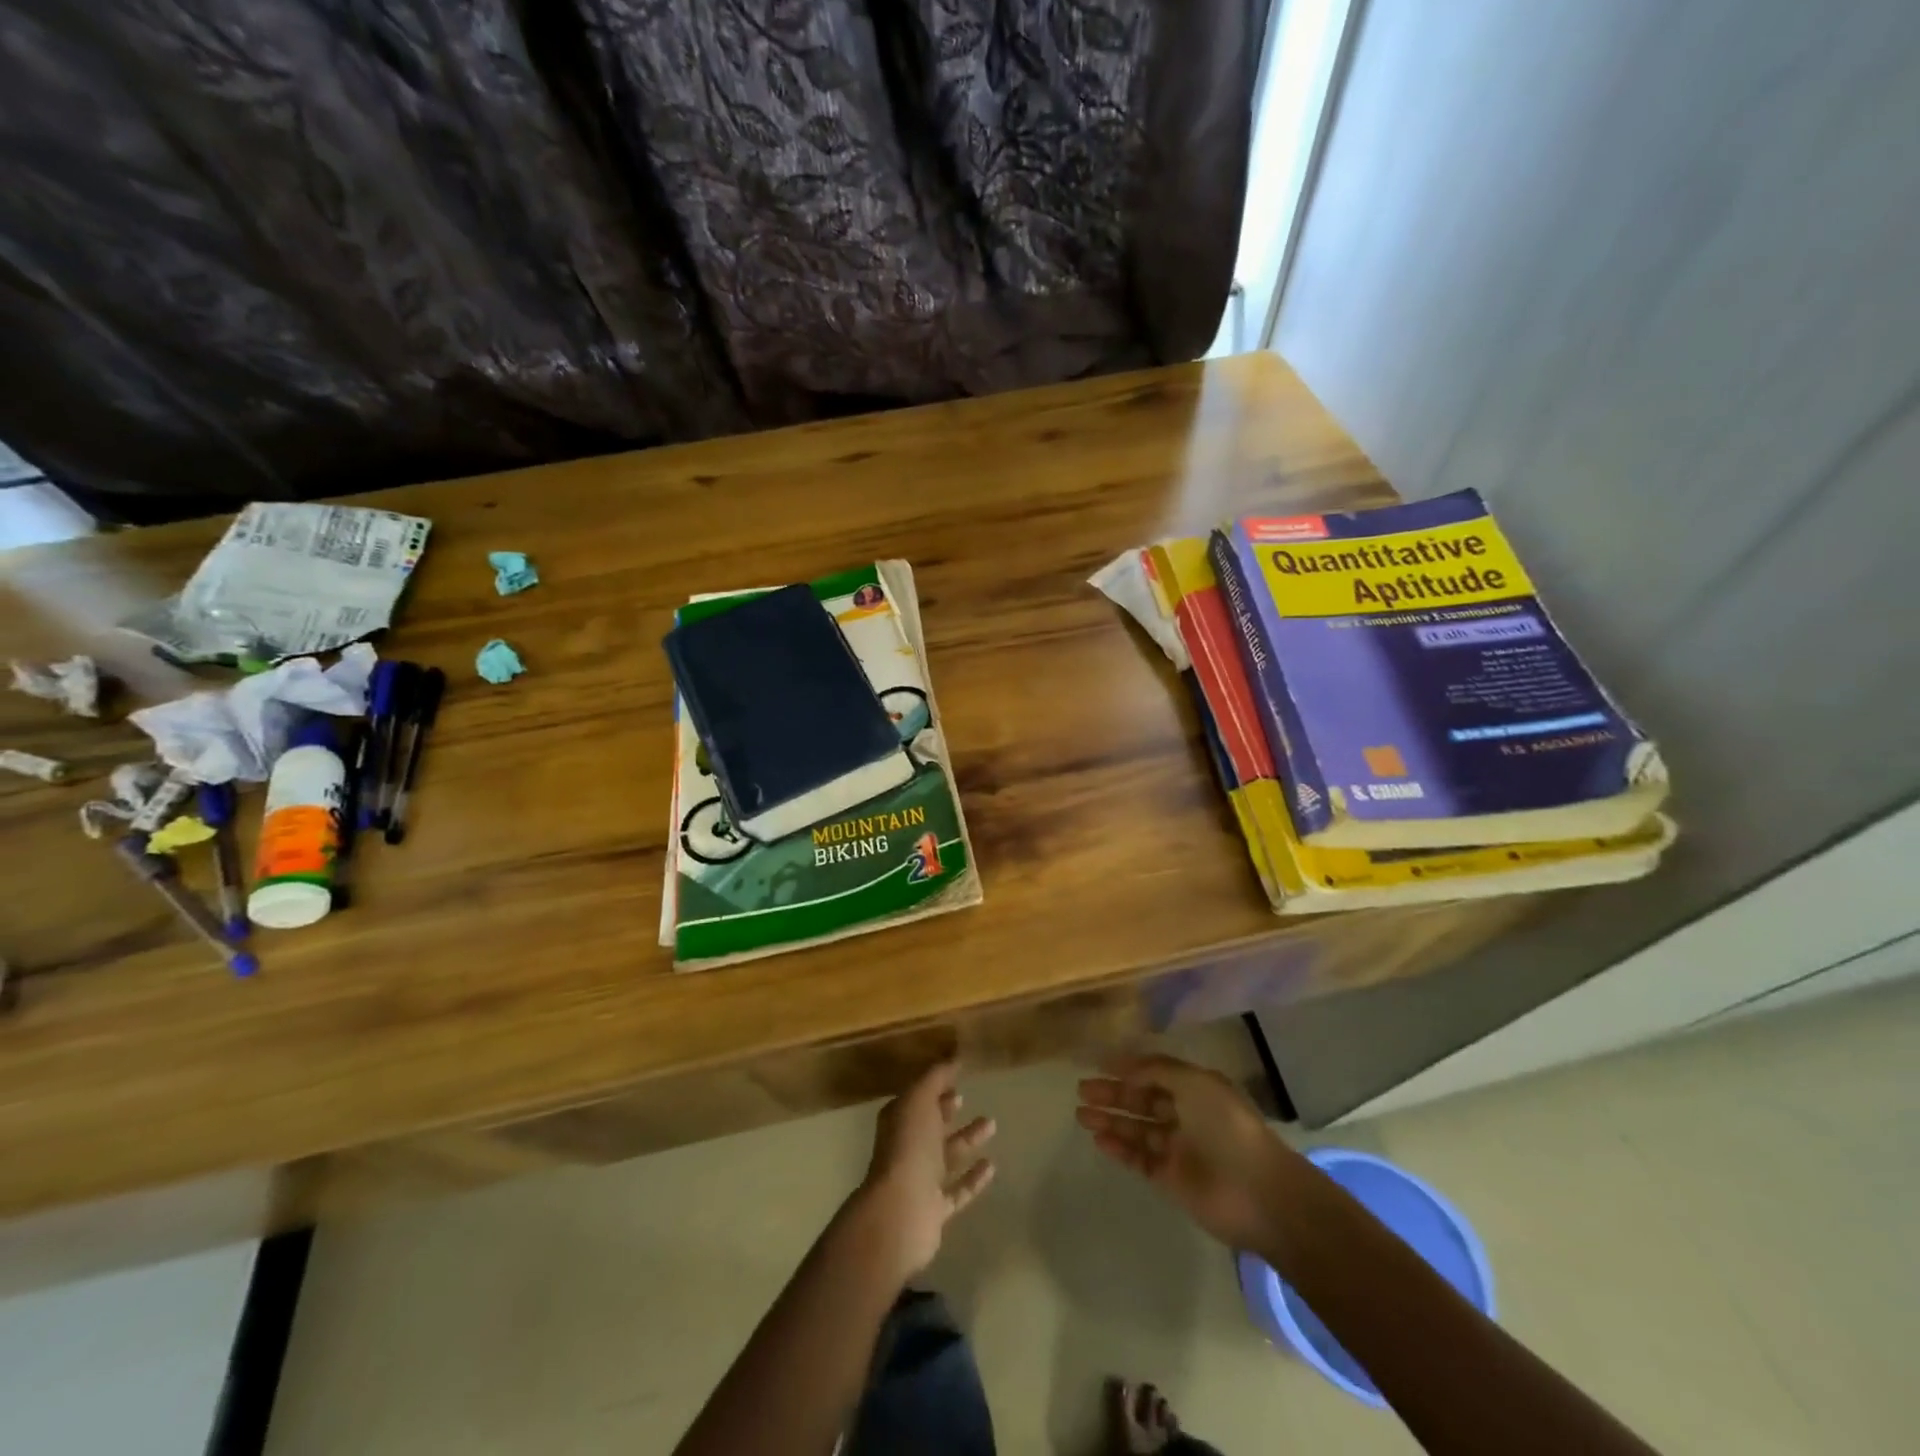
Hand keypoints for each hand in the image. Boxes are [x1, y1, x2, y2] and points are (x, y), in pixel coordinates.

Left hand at [853, 1061, 995, 1281]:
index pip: (917, 1099)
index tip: (955, 1077)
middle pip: (930, 1125)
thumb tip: (953, 1058)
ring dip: (967, 1140)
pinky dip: (974, 1178)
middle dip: (947, 1110)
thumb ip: (935, 1078)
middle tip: (967, 1097)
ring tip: (992, 1124)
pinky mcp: (935, 1209)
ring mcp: (921, 1180)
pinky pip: (958, 1189)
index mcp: (899, 1121)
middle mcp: (907, 1148)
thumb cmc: (909, 1148)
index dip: (933, 1087)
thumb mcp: (919, 1100)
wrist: (901, 1212)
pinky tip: (992, 1166)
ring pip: (947, 1156)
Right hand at [1076, 1053, 1301, 1252]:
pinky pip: (1139, 1159)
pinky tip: (1099, 1140)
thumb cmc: (1228, 1128)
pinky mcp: (1171, 1179)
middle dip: (1113, 1094)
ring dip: (1110, 1121)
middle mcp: (1186, 1115)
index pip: (1155, 1074)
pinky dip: (1119, 1149)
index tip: (1098, 1064)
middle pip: (1142, 1100)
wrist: (1259, 1193)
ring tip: (1080, 1115)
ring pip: (1136, 1129)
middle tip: (1082, 1090)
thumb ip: (1156, 1070)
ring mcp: (1178, 1148)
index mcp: (1196, 1089)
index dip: (1128, 1069)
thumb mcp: (1194, 1082)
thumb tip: (1122, 1065)